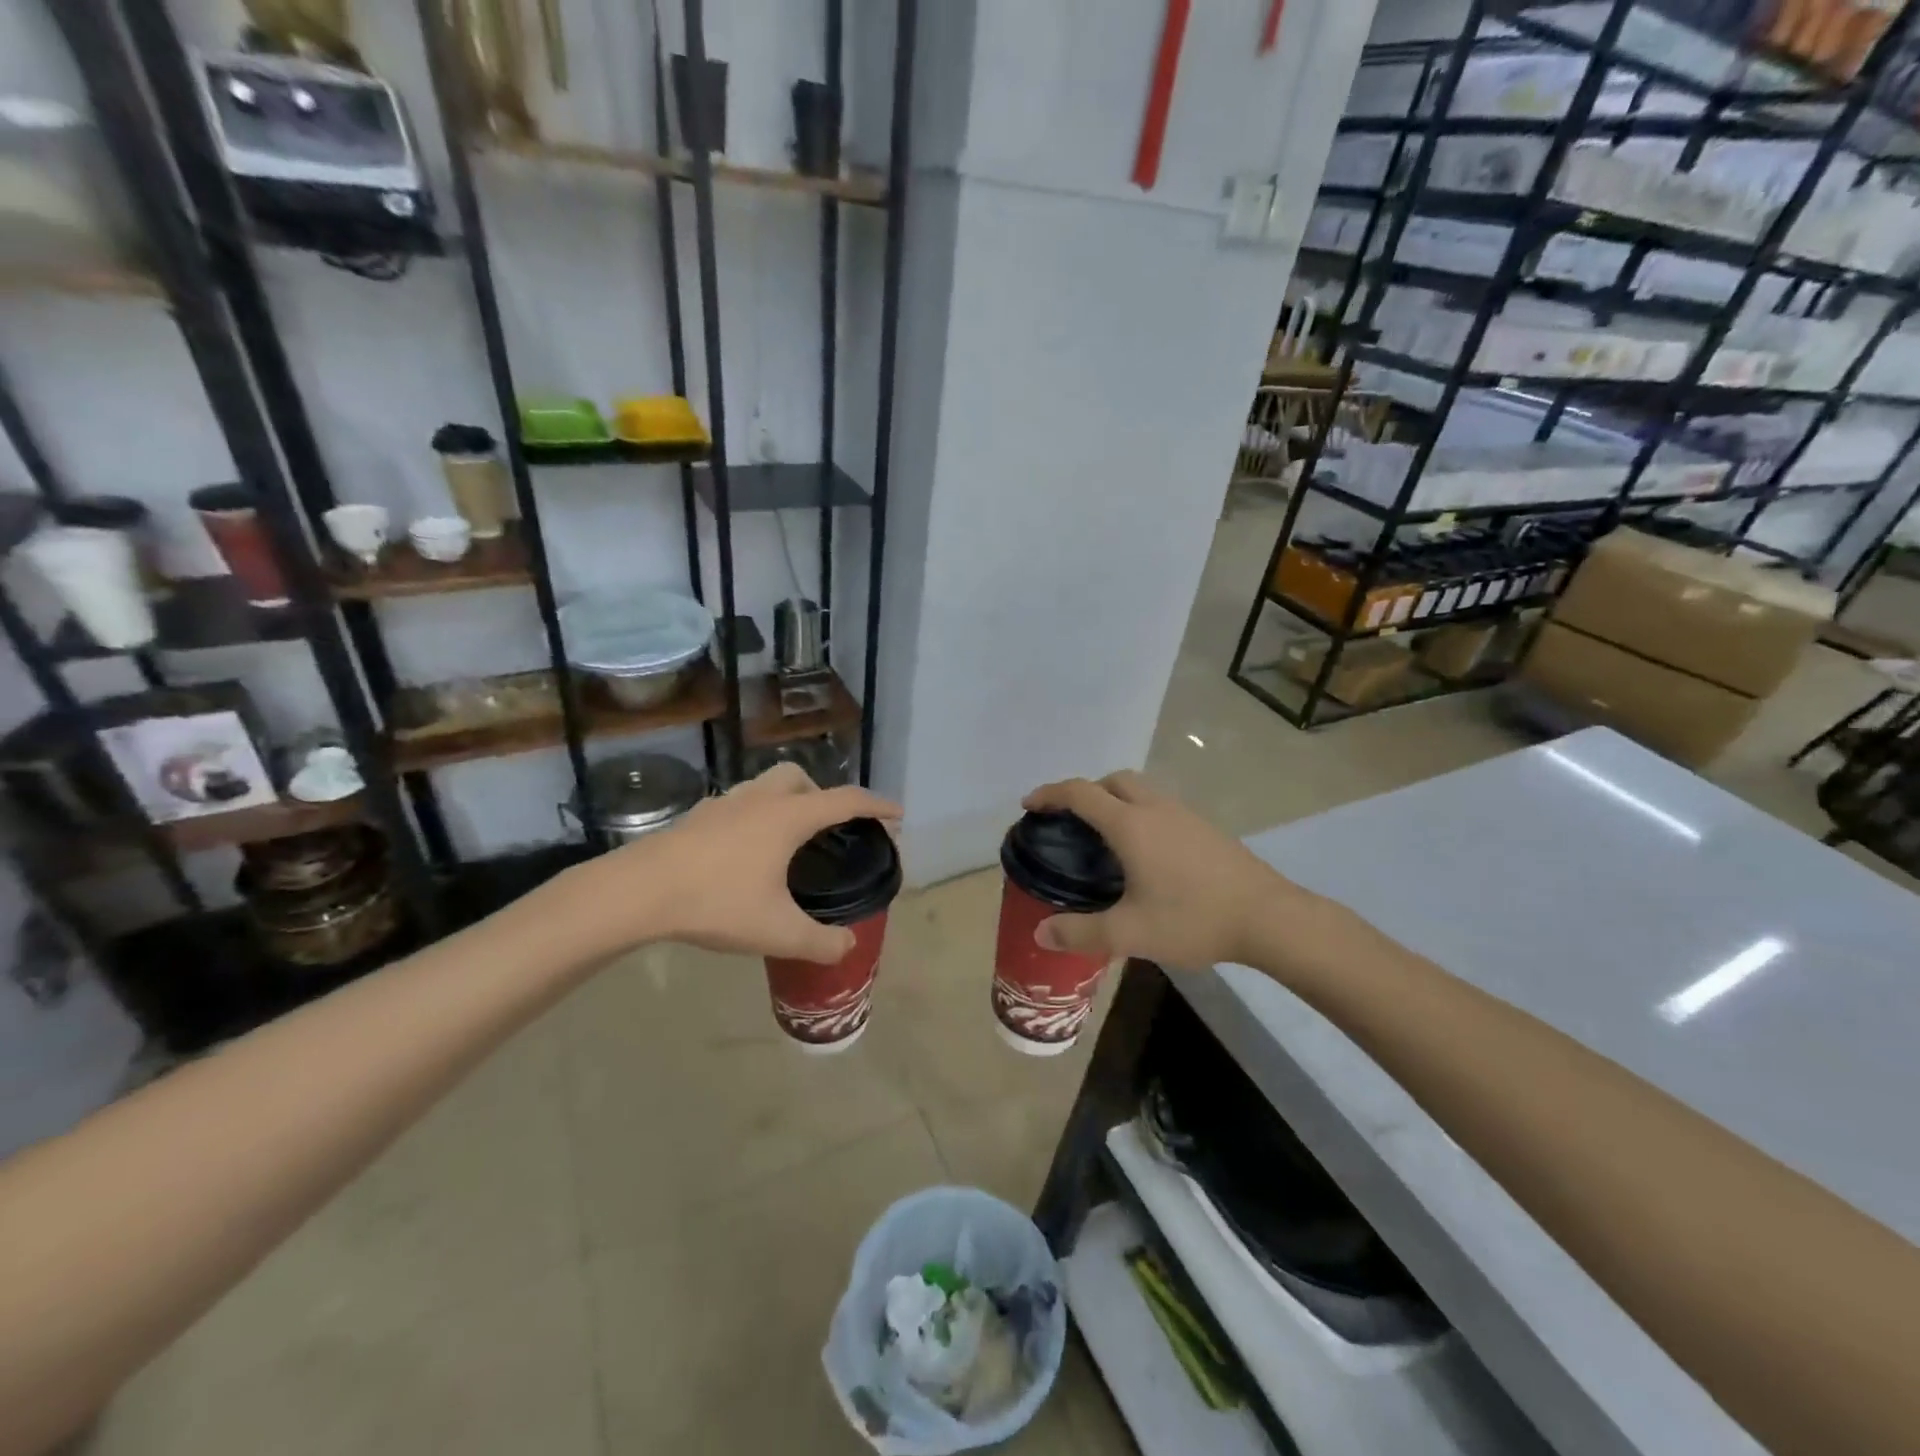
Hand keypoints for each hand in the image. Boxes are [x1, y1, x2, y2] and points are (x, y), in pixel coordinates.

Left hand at [563, 763, 901, 962]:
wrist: (637, 891)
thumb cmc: (716, 902)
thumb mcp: (777, 931)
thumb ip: (820, 942)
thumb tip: (848, 947)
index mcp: (788, 817)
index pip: (845, 800)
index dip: (876, 805)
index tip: (896, 814)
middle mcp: (760, 800)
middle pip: (802, 779)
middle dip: (824, 795)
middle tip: (830, 828)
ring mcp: (725, 804)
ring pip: (766, 786)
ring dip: (787, 801)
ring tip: (789, 840)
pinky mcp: (698, 817)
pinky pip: (740, 804)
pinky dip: (756, 816)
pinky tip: (746, 852)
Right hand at [1021, 771, 1308, 969]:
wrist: (1269, 918)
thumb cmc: (1193, 918)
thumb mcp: (1130, 933)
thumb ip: (1080, 933)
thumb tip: (1040, 934)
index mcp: (1130, 825)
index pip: (1080, 794)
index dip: (1050, 794)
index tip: (1030, 805)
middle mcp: (1155, 809)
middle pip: (1112, 781)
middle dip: (1085, 791)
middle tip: (1071, 822)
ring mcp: (1185, 815)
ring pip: (1141, 790)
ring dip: (1115, 800)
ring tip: (1105, 838)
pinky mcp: (1206, 828)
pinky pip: (1161, 806)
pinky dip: (1140, 813)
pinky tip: (1146, 853)